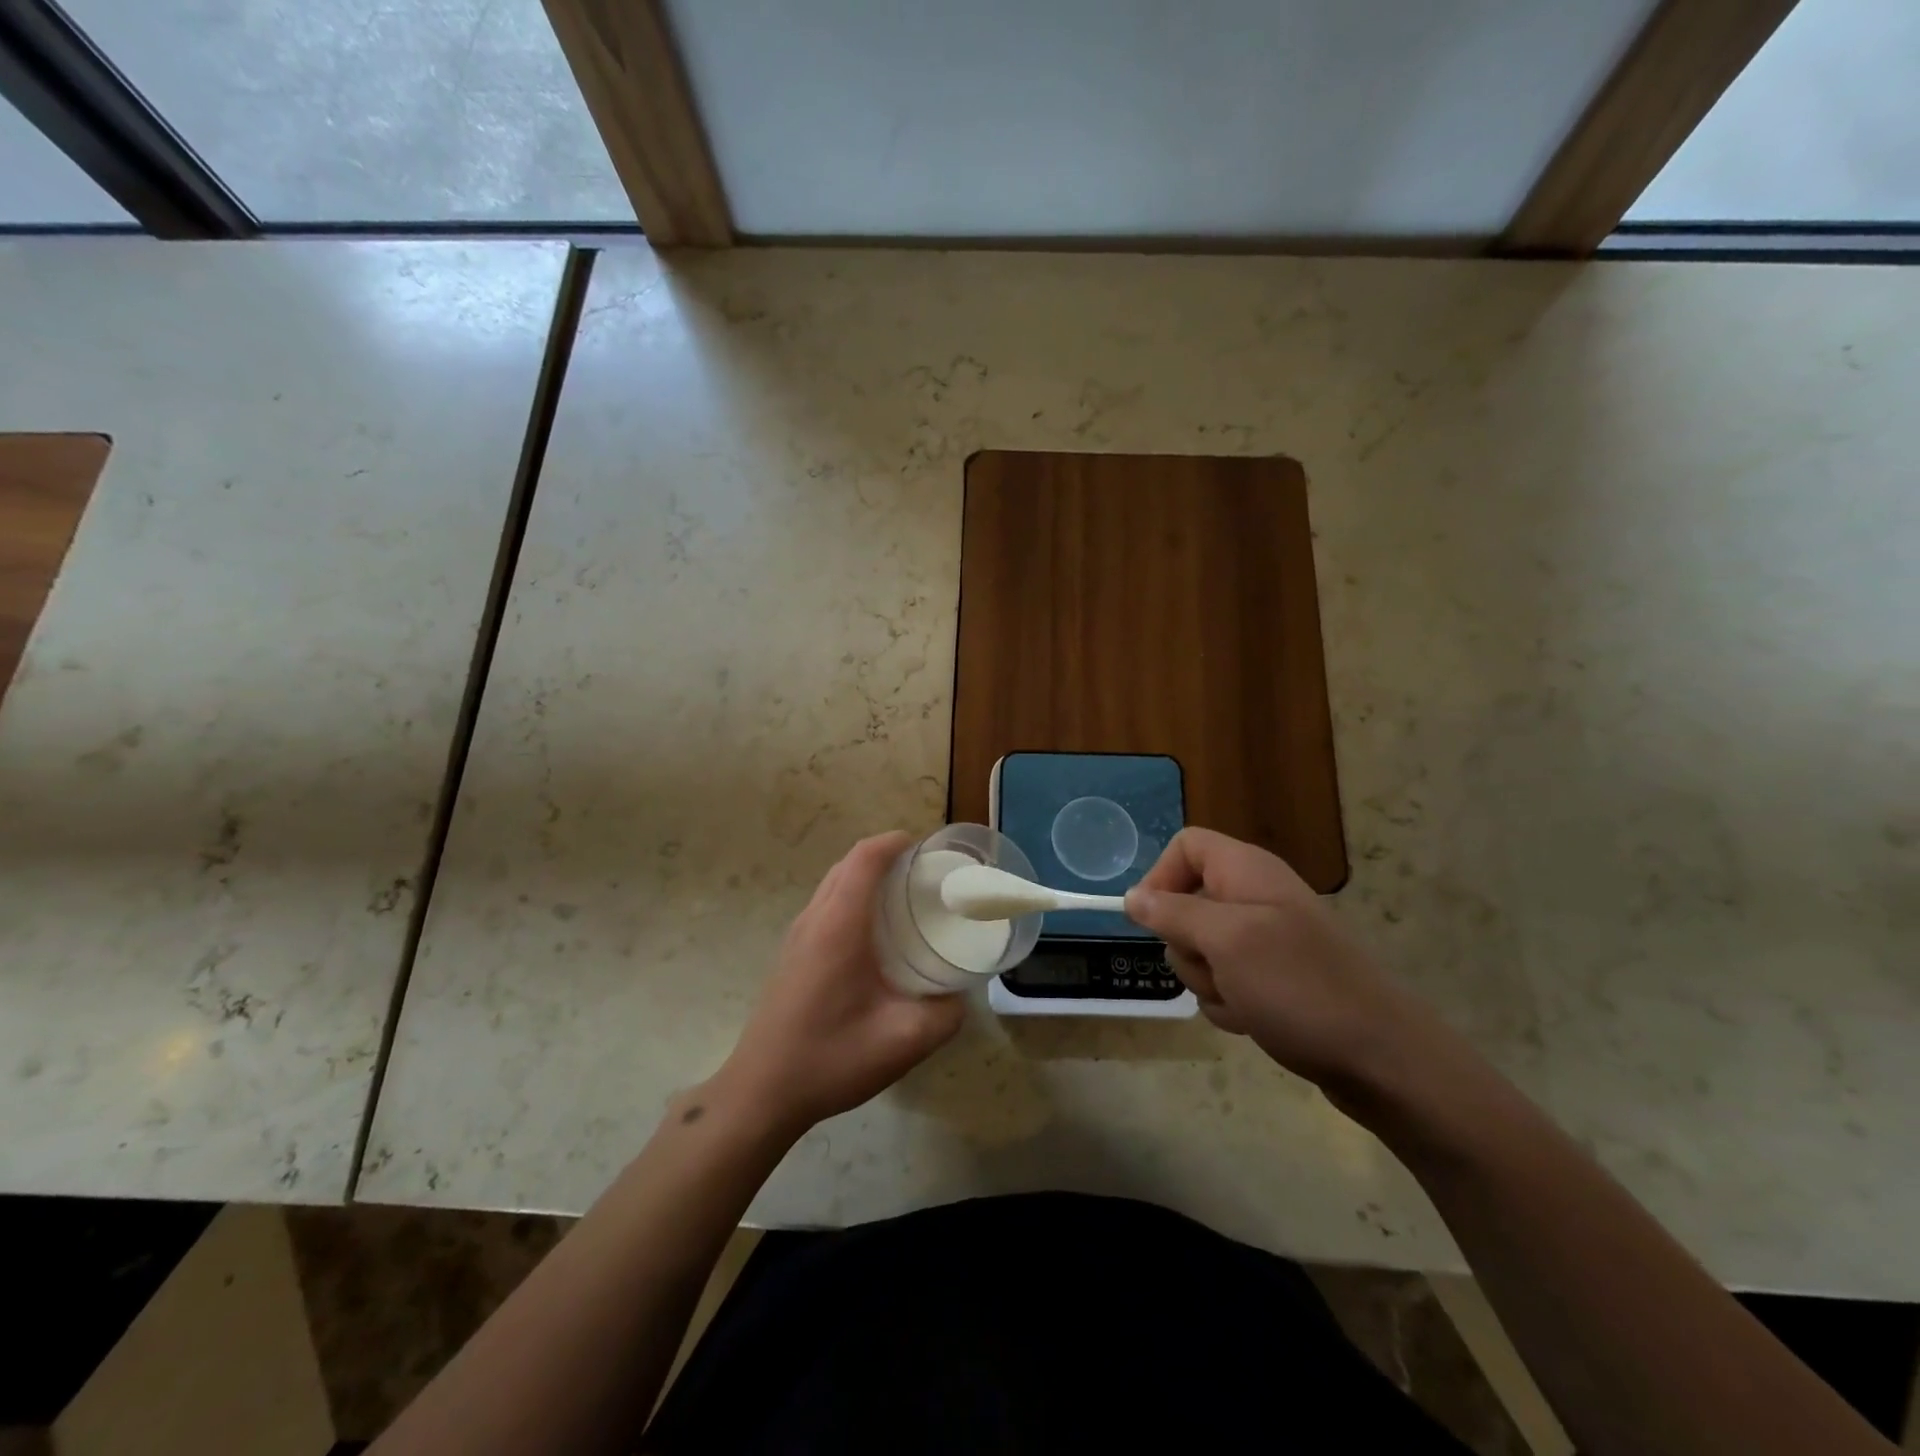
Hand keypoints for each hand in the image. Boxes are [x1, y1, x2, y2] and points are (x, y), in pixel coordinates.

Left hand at [714, 832, 964, 1138]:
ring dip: (867, 877)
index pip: (865, 858)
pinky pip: (825, 905)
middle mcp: (814, 919)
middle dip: (887, 856)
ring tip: (906, 898)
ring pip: (834, 883)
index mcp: (839, 926)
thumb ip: (945, 1013)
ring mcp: (797, 935)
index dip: (895, 842)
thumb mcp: (904, 1041)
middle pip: (848, 864)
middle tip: (926, 875)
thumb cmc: (830, 1059)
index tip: (928, 847)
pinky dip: (853, 898)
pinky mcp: (791, 953)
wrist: (762, 1093)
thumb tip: (960, 994)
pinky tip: (876, 934)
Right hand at [1124, 828, 1436, 1095]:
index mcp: (1246, 870)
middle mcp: (1254, 897)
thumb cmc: (1299, 987)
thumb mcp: (1226, 942)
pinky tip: (1255, 1019)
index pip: (1186, 845)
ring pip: (1200, 950)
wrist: (1382, 1058)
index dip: (1161, 876)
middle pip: (1185, 904)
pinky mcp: (1272, 978)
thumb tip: (1133, 896)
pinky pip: (1224, 982)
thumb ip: (1173, 913)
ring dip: (1208, 981)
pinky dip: (1230, 1003)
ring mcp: (1265, 940)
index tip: (1151, 920)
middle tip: (1217, 967)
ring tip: (1244, 1000)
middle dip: (1187, 945)